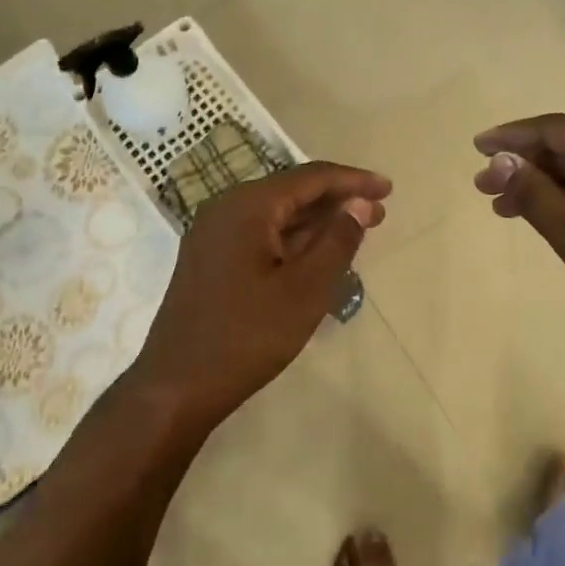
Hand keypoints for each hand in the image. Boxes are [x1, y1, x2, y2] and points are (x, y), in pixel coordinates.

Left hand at [130, 162, 389, 429]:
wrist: (177, 387)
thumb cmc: (247, 337)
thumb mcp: (305, 290)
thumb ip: (337, 241)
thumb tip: (360, 203)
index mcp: (247, 206)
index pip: (310, 178)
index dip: (353, 181)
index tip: (388, 188)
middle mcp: (225, 209)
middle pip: (292, 192)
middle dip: (337, 201)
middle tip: (379, 213)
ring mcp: (213, 235)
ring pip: (276, 216)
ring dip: (317, 222)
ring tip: (357, 231)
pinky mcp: (211, 260)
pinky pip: (260, 235)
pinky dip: (293, 240)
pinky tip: (318, 254)